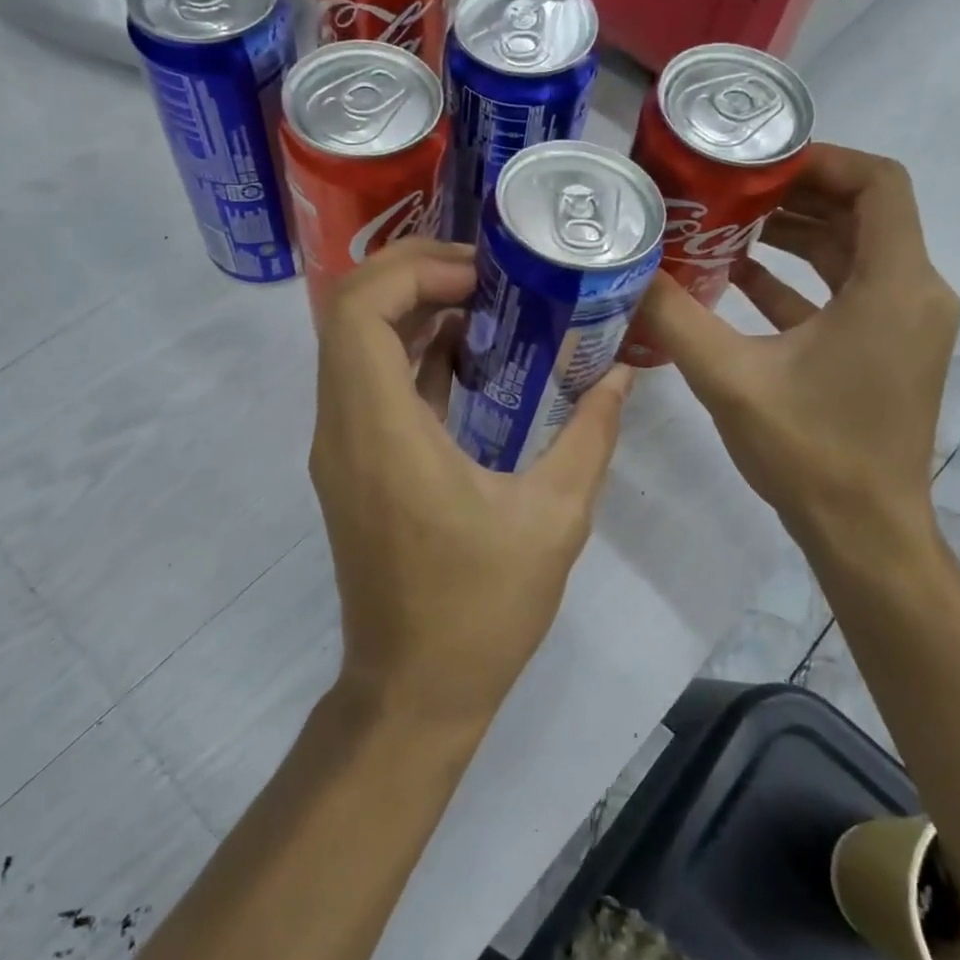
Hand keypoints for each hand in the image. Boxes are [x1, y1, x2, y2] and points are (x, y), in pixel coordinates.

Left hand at [309, 238, 632, 729]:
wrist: (414, 690)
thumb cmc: (481, 610)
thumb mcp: (555, 518)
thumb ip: (589, 434)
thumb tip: (620, 374)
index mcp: (381, 432)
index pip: (358, 309)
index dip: (412, 269)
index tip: (481, 274)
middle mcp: (342, 428)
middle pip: (348, 312)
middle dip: (412, 274)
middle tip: (486, 274)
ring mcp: (339, 448)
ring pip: (353, 344)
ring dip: (411, 310)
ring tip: (486, 303)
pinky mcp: (351, 465)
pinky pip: (367, 383)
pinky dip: (409, 353)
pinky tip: (469, 357)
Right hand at [635, 145, 959, 567]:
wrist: (863, 532)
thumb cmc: (809, 451)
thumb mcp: (730, 378)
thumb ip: (674, 317)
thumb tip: (626, 272)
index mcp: (893, 285)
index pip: (877, 183)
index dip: (819, 158)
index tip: (755, 161)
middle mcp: (913, 293)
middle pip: (862, 213)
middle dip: (793, 194)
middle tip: (725, 189)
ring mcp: (903, 324)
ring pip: (853, 253)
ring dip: (794, 235)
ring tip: (725, 224)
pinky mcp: (886, 350)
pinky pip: (846, 292)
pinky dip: (799, 279)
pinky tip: (739, 279)